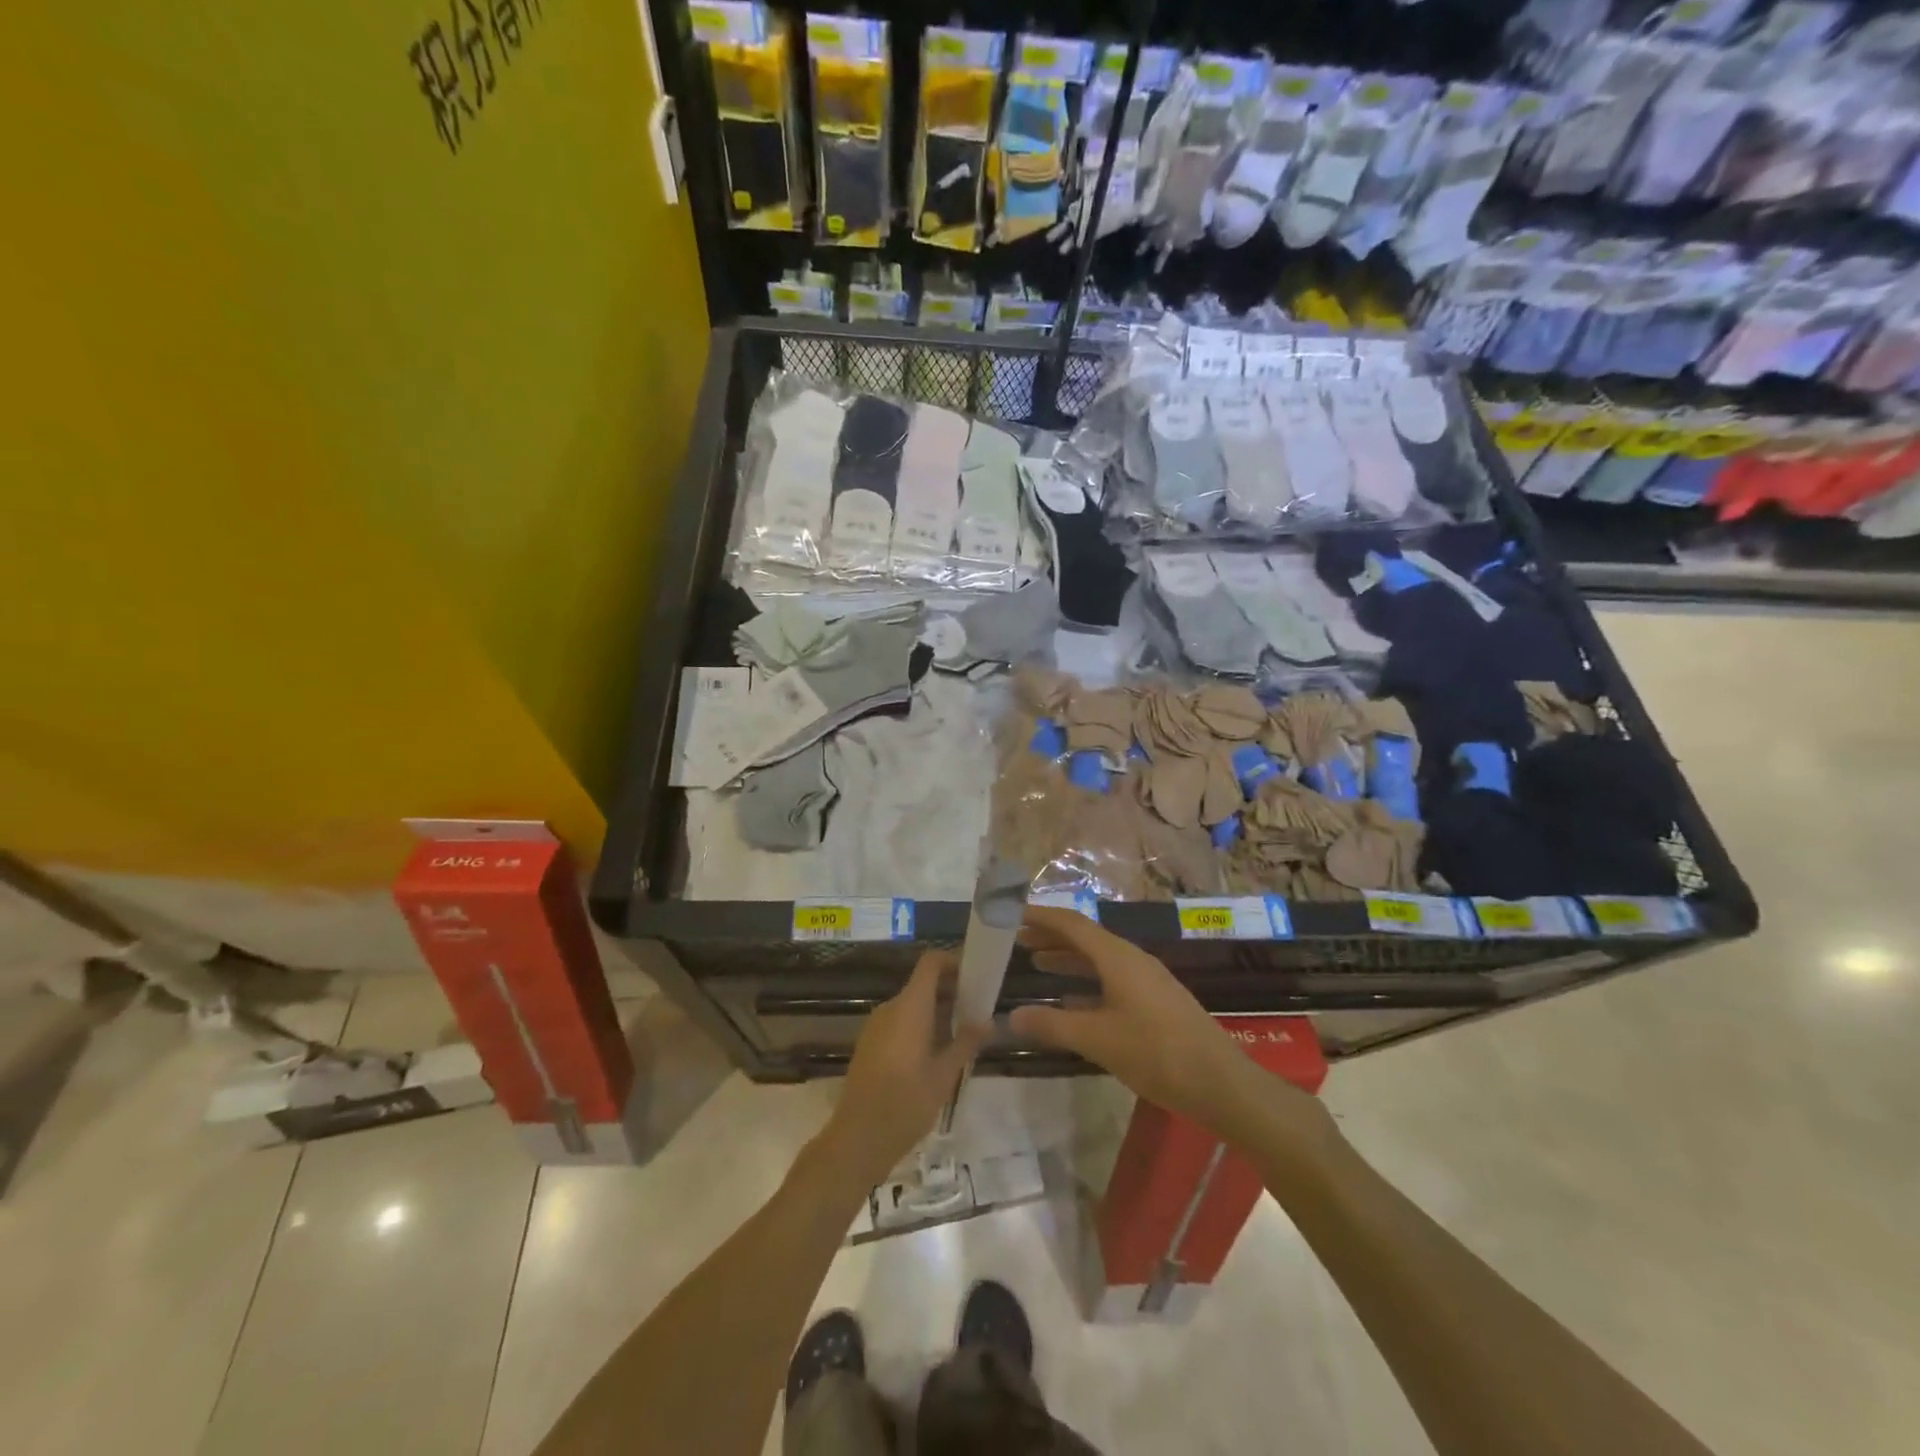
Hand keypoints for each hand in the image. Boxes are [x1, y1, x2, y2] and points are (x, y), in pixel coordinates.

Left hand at [817, 952, 984, 1187]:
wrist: (857, 1138)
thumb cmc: (905, 1103)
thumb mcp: (944, 1075)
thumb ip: (966, 1043)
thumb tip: (987, 1021)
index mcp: (910, 1007)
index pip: (931, 963)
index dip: (953, 962)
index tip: (976, 977)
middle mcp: (891, 1008)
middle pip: (923, 984)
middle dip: (951, 991)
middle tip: (978, 1011)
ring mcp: (876, 1025)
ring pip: (912, 1005)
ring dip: (937, 1011)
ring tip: (962, 1035)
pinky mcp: (869, 1043)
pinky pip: (899, 1021)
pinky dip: (920, 1025)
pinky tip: (936, 1053)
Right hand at [1007, 906, 1247, 1126]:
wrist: (1221, 1084)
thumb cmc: (1156, 1053)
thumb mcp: (1097, 1039)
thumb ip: (1052, 1025)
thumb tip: (1010, 1016)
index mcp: (1118, 957)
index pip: (1072, 923)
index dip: (1041, 916)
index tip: (1011, 912)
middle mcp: (1132, 960)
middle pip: (1085, 938)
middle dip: (1050, 936)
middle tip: (1016, 940)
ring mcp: (1146, 981)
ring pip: (1099, 960)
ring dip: (1067, 959)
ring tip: (1036, 963)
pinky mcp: (1155, 1003)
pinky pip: (1111, 980)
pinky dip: (1086, 983)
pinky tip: (1071, 1002)